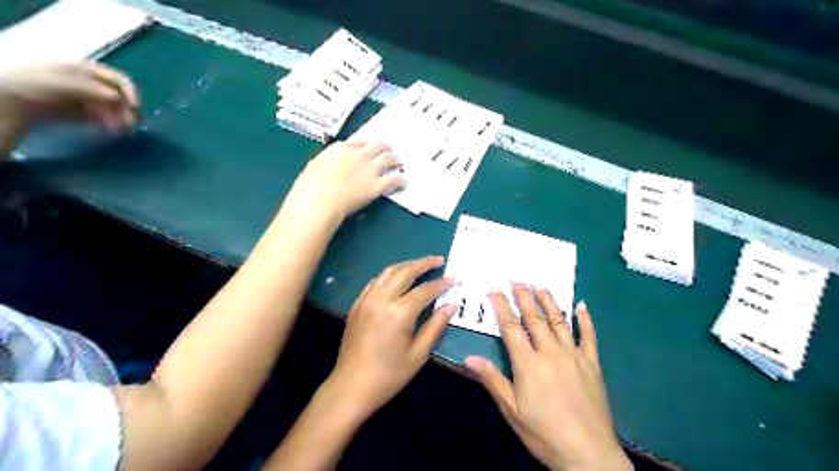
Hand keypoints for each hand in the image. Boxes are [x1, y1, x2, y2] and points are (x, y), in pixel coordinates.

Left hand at [0, 61, 136, 135]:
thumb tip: (121, 101)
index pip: (118, 79)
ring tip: (121, 133)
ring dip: (120, 120)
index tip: (136, 109)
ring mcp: (82, 99)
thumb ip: (95, 91)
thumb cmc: (37, 86)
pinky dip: (109, 125)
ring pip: (111, 110)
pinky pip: (101, 119)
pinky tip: (111, 132)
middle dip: (126, 111)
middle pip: (117, 96)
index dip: (131, 93)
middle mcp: (87, 83)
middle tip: (131, 127)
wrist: (9, 102)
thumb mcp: (68, 84)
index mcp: (85, 70)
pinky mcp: (78, 114)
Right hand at [282, 141, 405, 221]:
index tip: (369, 146)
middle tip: (388, 150)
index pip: (359, 141)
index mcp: (340, 149)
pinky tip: (404, 182)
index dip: (366, 144)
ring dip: (395, 160)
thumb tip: (328, 164)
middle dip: (384, 148)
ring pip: (389, 159)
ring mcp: (370, 169)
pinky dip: (400, 180)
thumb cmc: (309, 187)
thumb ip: (325, 162)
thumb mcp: (314, 166)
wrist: (318, 201)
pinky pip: (394, 179)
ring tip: (399, 162)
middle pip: (377, 146)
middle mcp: (358, 155)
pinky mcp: (377, 185)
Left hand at [329, 257, 457, 419]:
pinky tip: (397, 277)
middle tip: (439, 260)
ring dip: (406, 265)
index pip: (424, 290)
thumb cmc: (388, 375)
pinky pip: (375, 282)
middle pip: (405, 272)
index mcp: (398, 313)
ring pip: (388, 272)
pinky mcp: (357, 305)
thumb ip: (435, 326)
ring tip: (421, 264)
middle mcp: (381, 299)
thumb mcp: (418, 354)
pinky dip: (389, 274)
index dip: (440, 284)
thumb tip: (451, 305)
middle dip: (423, 264)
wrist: (350, 387)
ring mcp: (366, 300)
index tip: (453, 279)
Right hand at [465, 285, 629, 470]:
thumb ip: (492, 380)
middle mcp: (550, 352)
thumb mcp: (512, 411)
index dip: (501, 306)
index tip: (495, 289)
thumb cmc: (544, 433)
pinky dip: (585, 319)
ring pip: (559, 321)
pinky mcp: (592, 364)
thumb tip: (469, 358)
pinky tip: (582, 305)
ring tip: (540, 285)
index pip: (511, 327)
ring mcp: (574, 355)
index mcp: (528, 363)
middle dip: (524, 297)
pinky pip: (589, 336)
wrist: (588, 454)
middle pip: (534, 318)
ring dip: (549, 301)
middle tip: (517, 279)